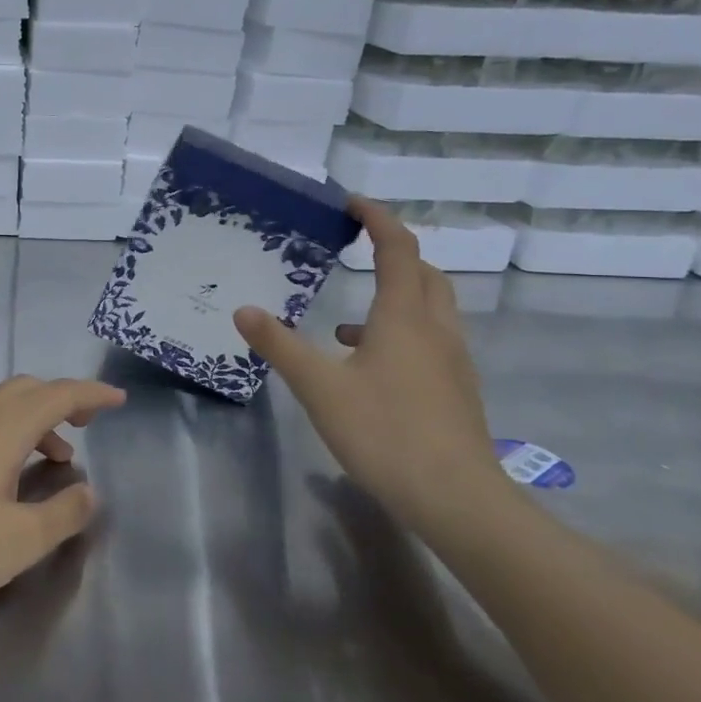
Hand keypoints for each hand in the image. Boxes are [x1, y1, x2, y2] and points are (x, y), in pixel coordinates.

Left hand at [0, 375, 125, 622]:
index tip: (118, 400)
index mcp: (2, 428)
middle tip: (89, 423)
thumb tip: (88, 492)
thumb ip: (62, 514)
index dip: (91, 394)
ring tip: (54, 458)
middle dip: (62, 400)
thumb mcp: (20, 541)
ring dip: (33, 420)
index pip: (58, 394)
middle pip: (26, 390)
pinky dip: (5, 433)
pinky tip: (2, 474)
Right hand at [234, 197, 500, 520]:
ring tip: (349, 323)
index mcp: (404, 317)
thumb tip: (244, 310)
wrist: (455, 498)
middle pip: (425, 275)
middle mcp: (436, 330)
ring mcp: (453, 362)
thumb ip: (280, 346)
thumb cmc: (384, 432)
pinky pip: (431, 342)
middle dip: (395, 255)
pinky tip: (370, 369)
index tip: (353, 204)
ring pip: (432, 310)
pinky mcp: (456, 391)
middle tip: (359, 252)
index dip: (378, 220)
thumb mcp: (319, 387)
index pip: (398, 250)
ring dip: (398, 298)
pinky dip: (403, 334)